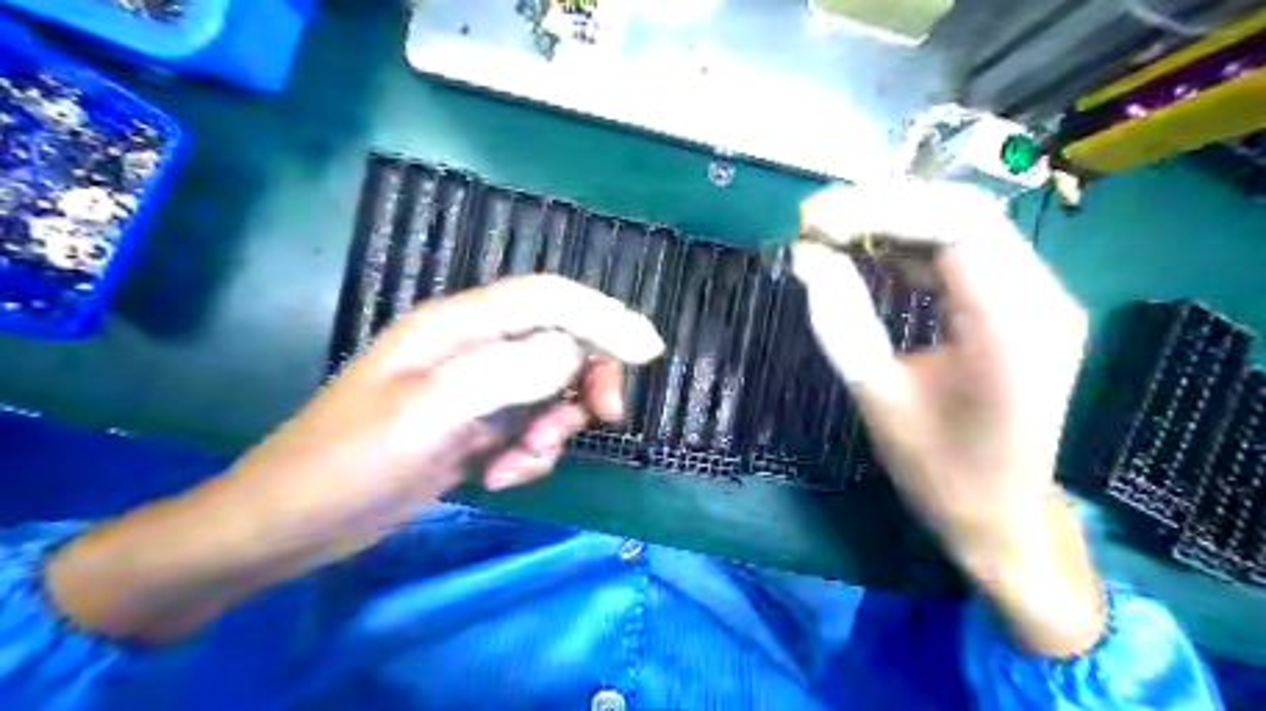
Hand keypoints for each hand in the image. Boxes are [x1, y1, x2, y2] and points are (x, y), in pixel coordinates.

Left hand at [223, 274, 664, 541]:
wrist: (294, 523)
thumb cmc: (350, 460)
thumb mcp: (428, 414)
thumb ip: (505, 373)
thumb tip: (573, 351)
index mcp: (456, 327)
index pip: (547, 298)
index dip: (603, 315)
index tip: (649, 350)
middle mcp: (472, 348)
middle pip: (559, 341)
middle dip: (587, 378)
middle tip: (604, 417)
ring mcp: (476, 389)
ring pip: (549, 391)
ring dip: (552, 428)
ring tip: (519, 462)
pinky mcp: (476, 426)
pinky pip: (528, 429)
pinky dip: (527, 455)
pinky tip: (496, 478)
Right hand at [794, 180, 1103, 656]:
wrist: (1002, 516)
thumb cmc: (940, 470)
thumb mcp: (877, 396)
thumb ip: (840, 320)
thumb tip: (805, 257)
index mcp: (1011, 324)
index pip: (952, 224)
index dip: (877, 209)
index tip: (813, 221)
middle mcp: (1042, 297)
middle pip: (964, 212)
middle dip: (882, 207)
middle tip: (816, 221)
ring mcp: (1040, 298)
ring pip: (966, 225)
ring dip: (896, 221)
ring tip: (834, 232)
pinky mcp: (1024, 307)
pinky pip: (968, 254)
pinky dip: (914, 247)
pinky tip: (872, 255)